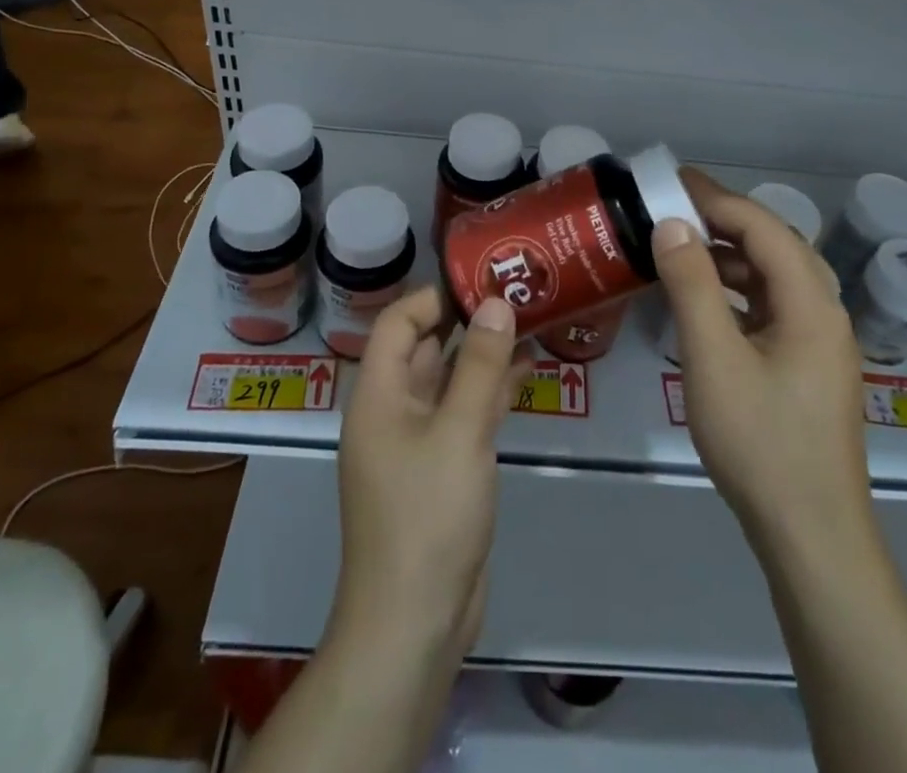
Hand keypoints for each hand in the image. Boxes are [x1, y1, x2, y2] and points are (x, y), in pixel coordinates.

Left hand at [332, 288, 529, 662]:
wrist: (413, 625)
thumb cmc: (428, 516)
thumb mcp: (460, 432)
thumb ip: (481, 365)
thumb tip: (496, 302)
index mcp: (378, 395)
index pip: (398, 323)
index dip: (435, 298)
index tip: (482, 282)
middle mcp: (391, 412)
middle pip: (425, 349)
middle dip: (466, 322)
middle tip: (515, 295)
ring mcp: (415, 443)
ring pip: (448, 382)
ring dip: (482, 356)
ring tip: (528, 324)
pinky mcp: (440, 471)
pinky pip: (462, 416)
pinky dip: (488, 393)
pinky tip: (525, 374)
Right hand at [653, 169, 872, 552]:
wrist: (811, 534)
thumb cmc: (760, 442)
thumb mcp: (713, 359)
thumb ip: (692, 285)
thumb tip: (671, 223)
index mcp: (811, 303)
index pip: (762, 227)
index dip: (716, 198)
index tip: (670, 180)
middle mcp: (823, 312)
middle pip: (774, 244)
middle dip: (724, 219)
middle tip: (672, 206)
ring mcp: (819, 341)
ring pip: (774, 276)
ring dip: (730, 254)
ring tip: (681, 245)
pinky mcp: (807, 366)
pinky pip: (771, 306)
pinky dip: (736, 289)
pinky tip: (705, 299)